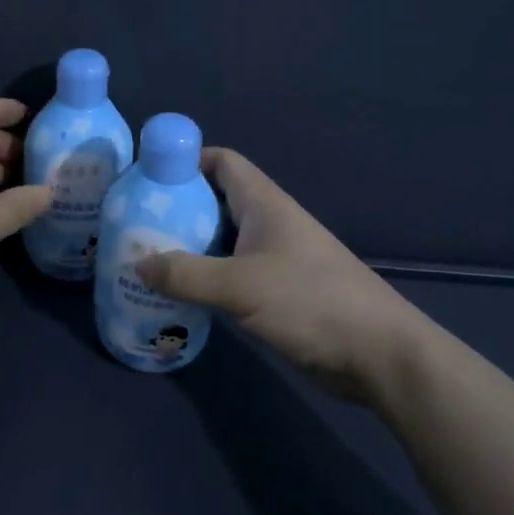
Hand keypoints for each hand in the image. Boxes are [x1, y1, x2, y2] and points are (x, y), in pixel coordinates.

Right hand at [139, 148, 417, 400]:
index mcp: (263, 203)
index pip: (221, 162)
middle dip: (178, 207)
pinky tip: (180, 295)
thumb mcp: (240, 286)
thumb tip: (136, 265)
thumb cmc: (310, 301)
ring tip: (146, 259)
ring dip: (189, 246)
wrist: (377, 353)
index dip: (186, 161)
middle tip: (136, 223)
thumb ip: (186, 275)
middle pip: (216, 200)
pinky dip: (206, 277)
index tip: (148, 176)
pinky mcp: (277, 291)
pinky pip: (231, 273)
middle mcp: (267, 222)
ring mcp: (274, 257)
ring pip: (222, 240)